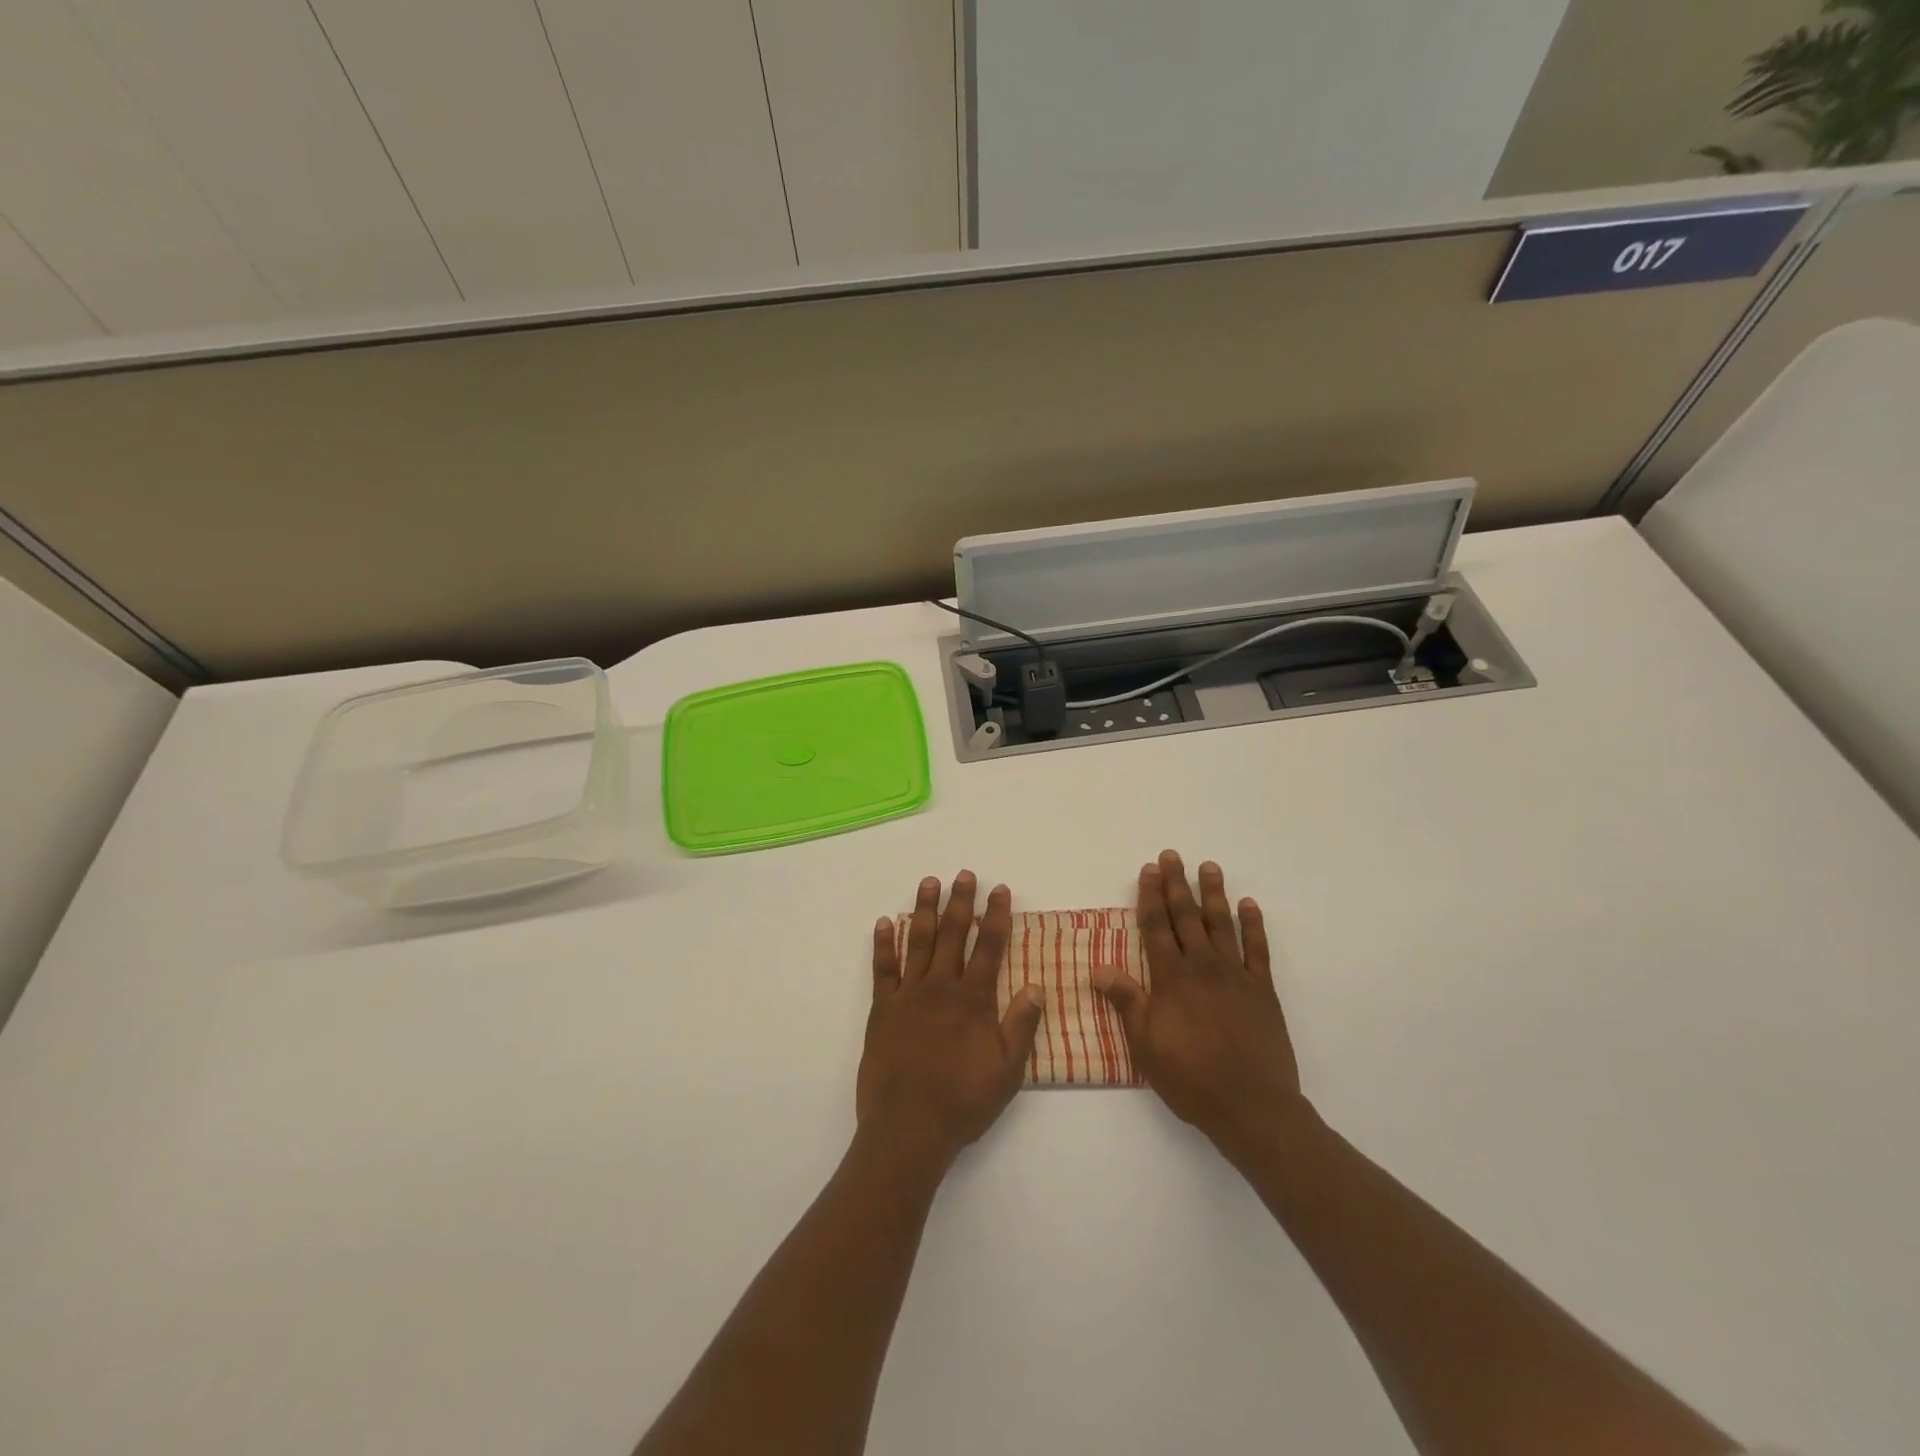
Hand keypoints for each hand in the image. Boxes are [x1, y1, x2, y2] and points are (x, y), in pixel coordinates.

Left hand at [858, 872, 1046, 1172]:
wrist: (908, 1129)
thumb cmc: (963, 1103)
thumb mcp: (1007, 1072)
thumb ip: (1021, 1026)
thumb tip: (1038, 987)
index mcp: (974, 1000)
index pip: (989, 947)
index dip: (996, 916)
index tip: (999, 890)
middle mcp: (942, 988)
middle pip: (953, 934)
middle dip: (960, 901)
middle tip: (963, 874)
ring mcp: (909, 995)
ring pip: (918, 941)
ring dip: (924, 909)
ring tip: (929, 882)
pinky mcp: (883, 1009)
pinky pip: (883, 969)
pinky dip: (884, 943)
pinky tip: (884, 922)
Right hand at [1093, 851, 1309, 1161]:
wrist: (1251, 1106)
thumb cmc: (1190, 1077)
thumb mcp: (1145, 1044)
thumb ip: (1126, 1001)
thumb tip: (1097, 968)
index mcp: (1171, 978)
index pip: (1156, 927)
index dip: (1150, 896)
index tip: (1149, 870)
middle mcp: (1202, 967)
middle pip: (1187, 916)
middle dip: (1177, 884)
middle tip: (1172, 855)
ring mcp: (1235, 976)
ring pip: (1222, 924)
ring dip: (1214, 893)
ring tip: (1209, 866)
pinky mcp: (1262, 990)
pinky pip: (1258, 950)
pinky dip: (1254, 925)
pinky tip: (1249, 905)